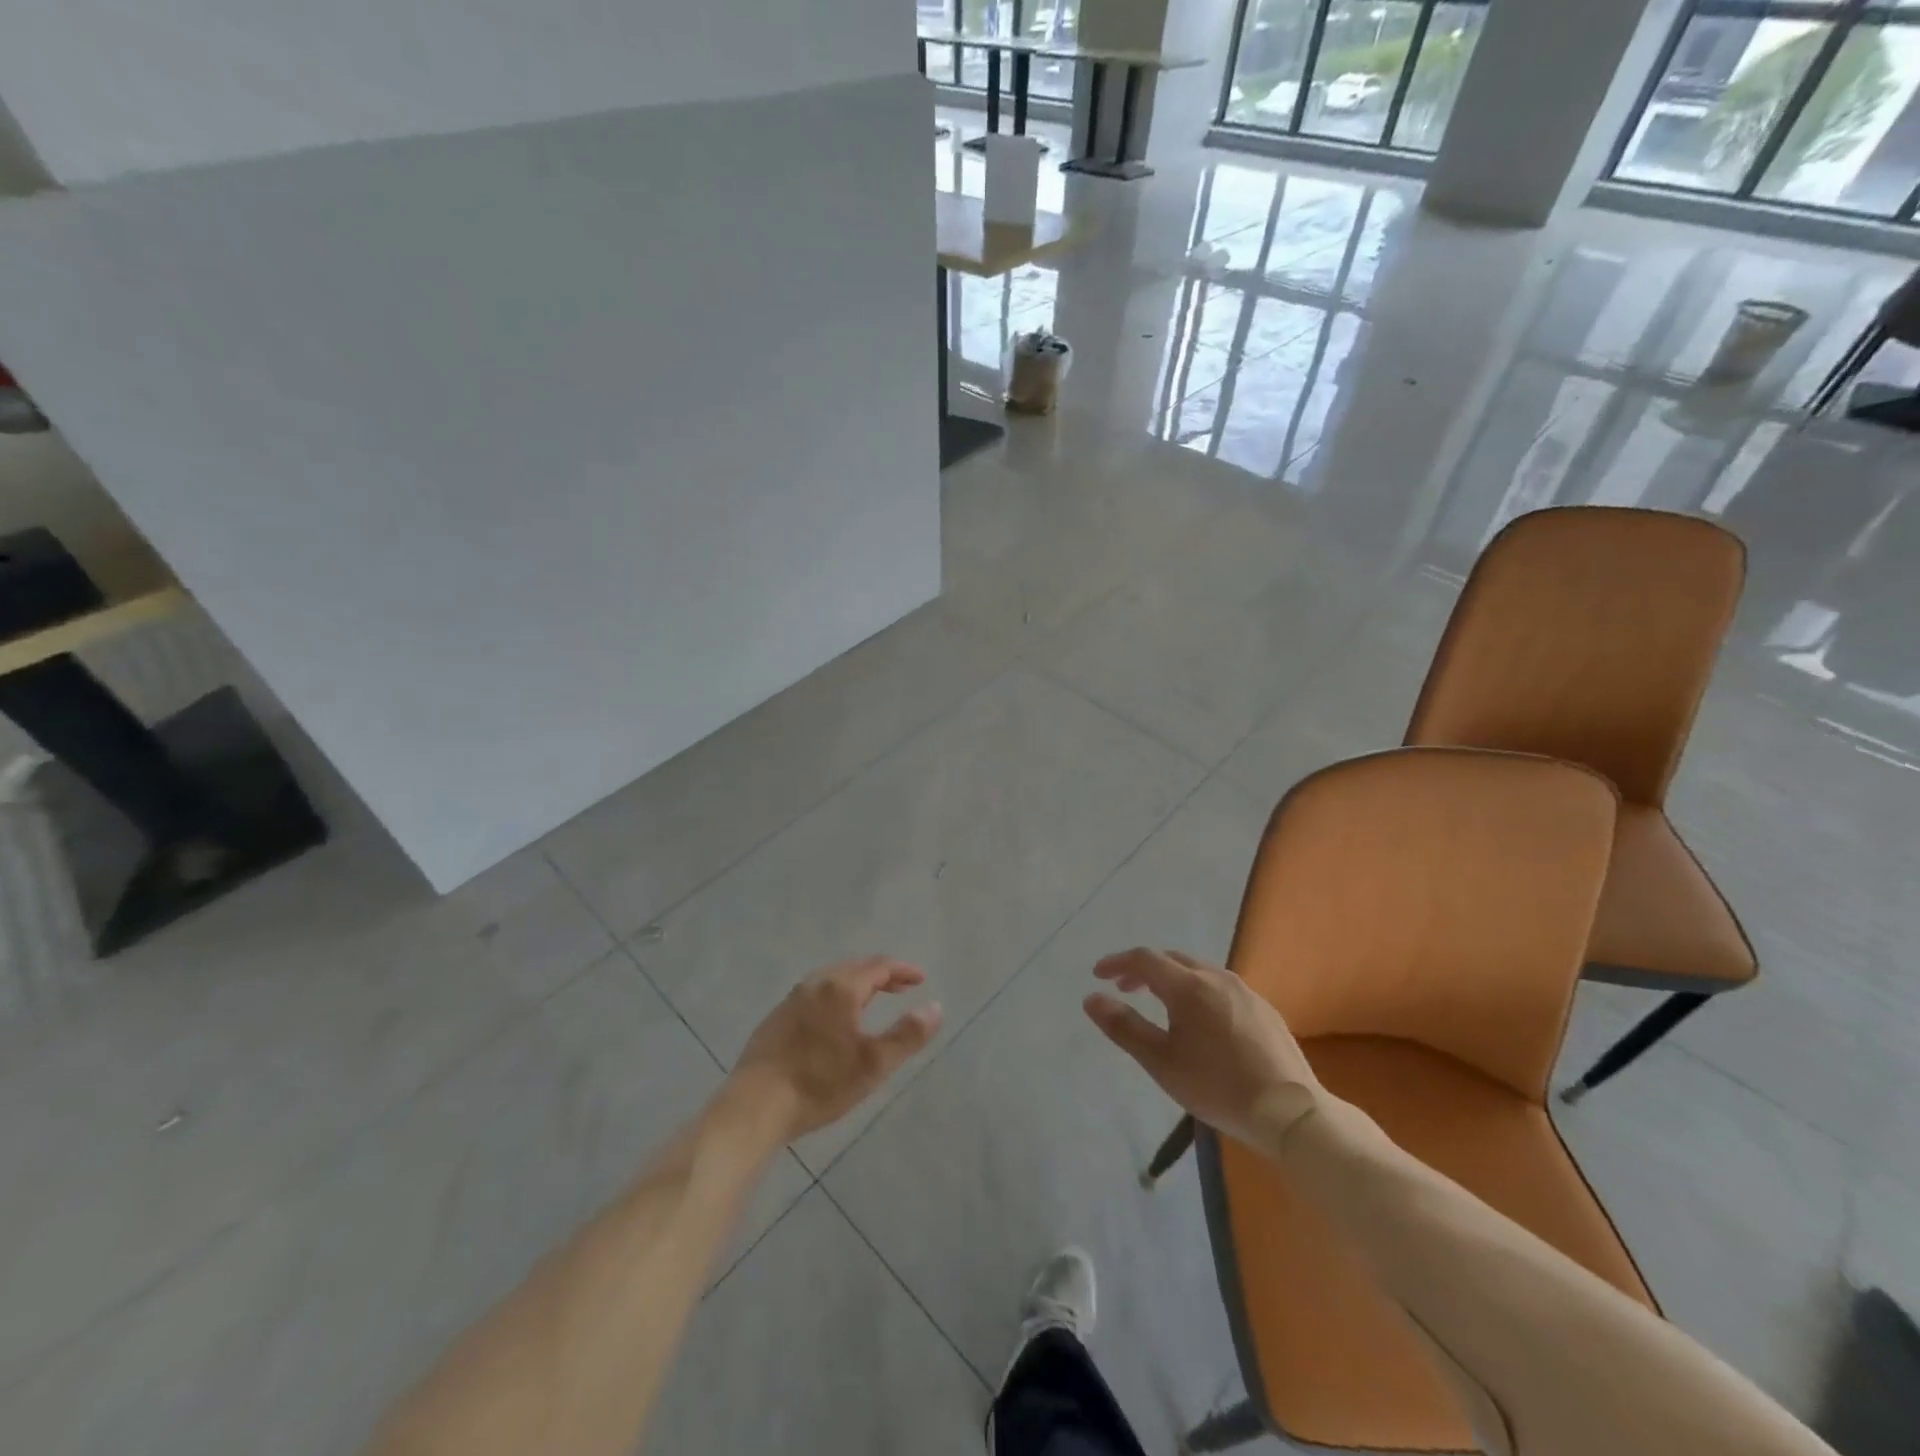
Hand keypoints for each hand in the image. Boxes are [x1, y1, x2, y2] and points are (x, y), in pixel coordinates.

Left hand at [729, 956, 942, 1142]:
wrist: (754, 1106)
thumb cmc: (819, 1083)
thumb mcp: (873, 1064)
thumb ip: (907, 1034)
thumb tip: (935, 1007)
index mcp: (841, 988)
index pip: (879, 966)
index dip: (902, 970)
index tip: (921, 979)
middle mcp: (815, 984)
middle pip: (854, 968)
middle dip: (881, 975)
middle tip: (901, 987)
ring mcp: (791, 1000)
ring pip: (832, 980)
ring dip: (857, 984)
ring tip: (872, 1000)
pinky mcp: (775, 1019)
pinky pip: (814, 995)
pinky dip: (835, 996)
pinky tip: (835, 1020)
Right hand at [1084, 948, 1322, 1150]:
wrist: (1291, 1113)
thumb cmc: (1217, 1087)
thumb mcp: (1161, 1062)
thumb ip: (1124, 1027)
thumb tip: (1091, 998)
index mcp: (1189, 986)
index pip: (1145, 959)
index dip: (1118, 963)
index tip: (1098, 975)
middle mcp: (1217, 978)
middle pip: (1172, 959)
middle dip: (1144, 970)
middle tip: (1125, 989)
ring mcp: (1245, 991)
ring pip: (1198, 971)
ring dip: (1172, 979)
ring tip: (1159, 1003)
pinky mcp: (1264, 1009)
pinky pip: (1220, 986)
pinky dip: (1198, 990)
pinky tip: (1200, 1020)